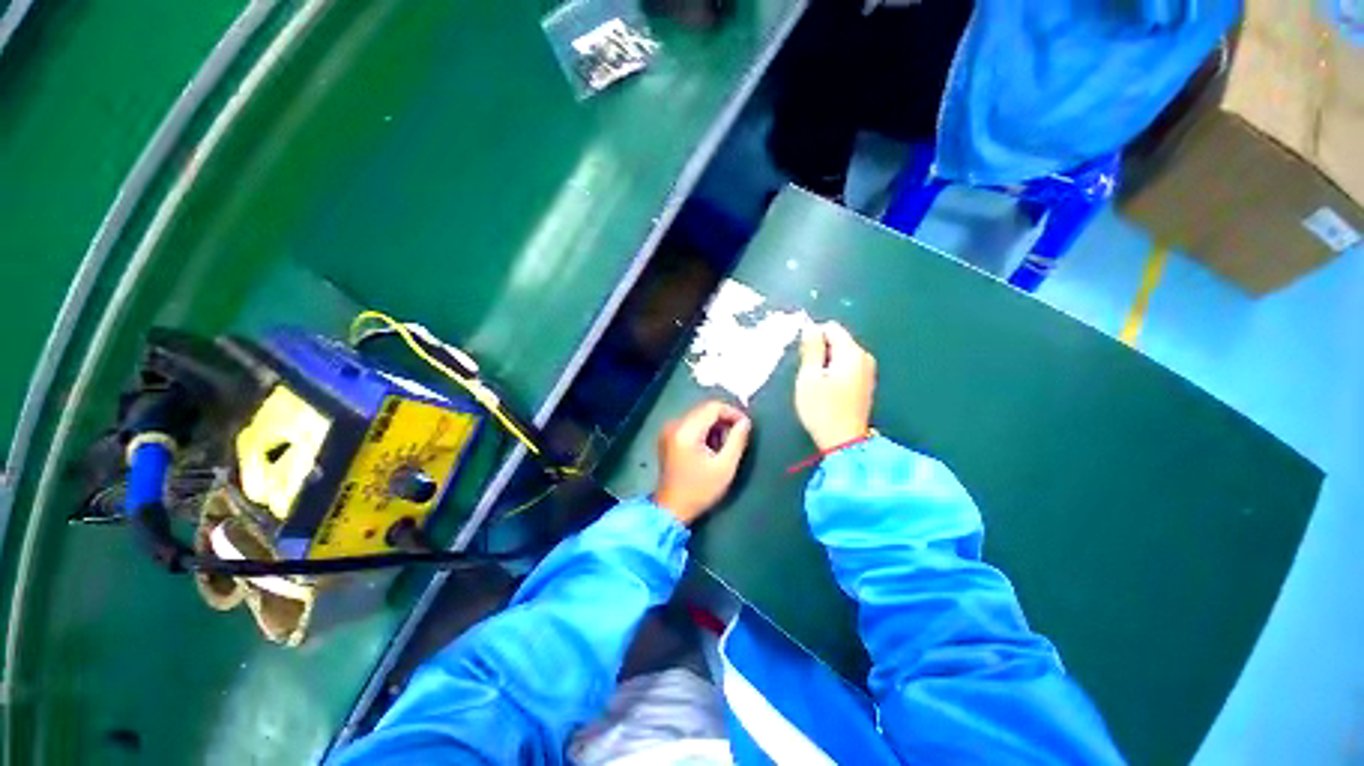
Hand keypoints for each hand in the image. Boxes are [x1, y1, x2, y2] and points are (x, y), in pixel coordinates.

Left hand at [655, 401, 751, 524]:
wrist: (672, 509)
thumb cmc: (699, 490)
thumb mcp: (724, 467)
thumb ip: (737, 441)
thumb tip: (745, 421)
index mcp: (686, 431)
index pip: (712, 407)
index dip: (732, 412)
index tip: (746, 425)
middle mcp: (674, 425)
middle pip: (704, 410)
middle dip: (724, 419)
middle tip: (739, 435)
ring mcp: (669, 430)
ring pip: (699, 416)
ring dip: (715, 425)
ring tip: (726, 443)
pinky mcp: (668, 437)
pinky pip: (691, 424)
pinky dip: (705, 430)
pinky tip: (712, 446)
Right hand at [795, 322, 875, 450]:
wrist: (844, 442)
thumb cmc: (823, 410)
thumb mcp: (809, 377)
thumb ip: (811, 349)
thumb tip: (810, 327)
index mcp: (852, 353)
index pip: (831, 328)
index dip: (813, 337)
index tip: (804, 358)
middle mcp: (864, 357)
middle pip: (837, 340)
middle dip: (820, 352)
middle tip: (808, 374)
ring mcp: (867, 371)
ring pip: (840, 354)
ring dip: (825, 363)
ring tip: (816, 384)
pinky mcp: (865, 383)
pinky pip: (846, 366)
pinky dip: (834, 372)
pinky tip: (827, 391)